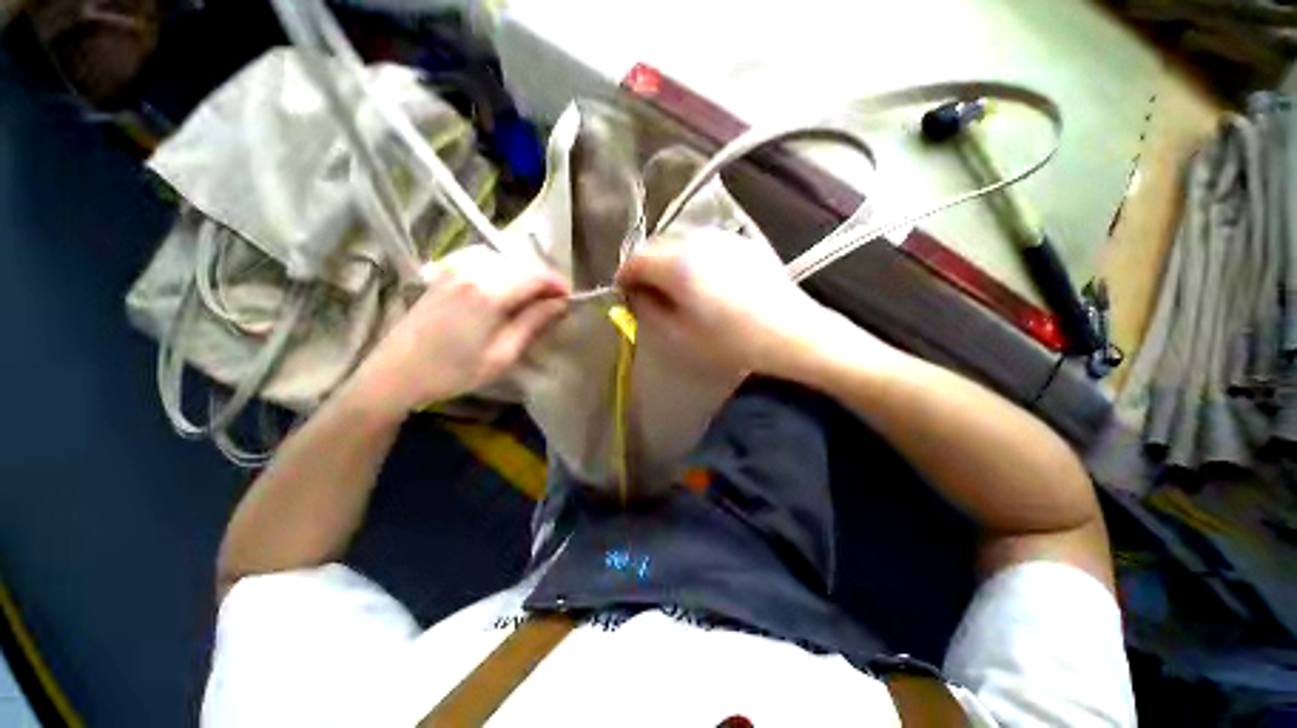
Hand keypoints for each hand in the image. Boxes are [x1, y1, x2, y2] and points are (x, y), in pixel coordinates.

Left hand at [352, 245, 568, 415]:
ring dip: (523, 276)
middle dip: (543, 281)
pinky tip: (503, 291)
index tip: (570, 299)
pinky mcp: (443, 274)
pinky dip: (502, 273)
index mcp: (490, 292)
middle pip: (521, 265)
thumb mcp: (502, 354)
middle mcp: (473, 271)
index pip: (536, 275)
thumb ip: (533, 323)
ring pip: (504, 262)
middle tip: (553, 304)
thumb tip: (560, 304)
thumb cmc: (453, 371)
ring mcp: (455, 269)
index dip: (558, 284)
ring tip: (531, 300)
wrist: (395, 373)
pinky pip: (484, 263)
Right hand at [616, 229, 865, 376]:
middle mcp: (697, 241)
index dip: (625, 277)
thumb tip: (634, 294)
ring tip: (677, 287)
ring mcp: (722, 237)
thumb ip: (648, 310)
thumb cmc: (731, 342)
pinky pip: (704, 244)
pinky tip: (704, 280)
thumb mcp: (679, 336)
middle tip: (649, 293)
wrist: (790, 332)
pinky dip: (693, 258)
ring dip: (669, 261)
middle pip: (656, 246)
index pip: (635, 260)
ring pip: (680, 242)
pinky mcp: (741, 241)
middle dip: (646, 268)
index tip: (625, 294)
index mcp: (677, 265)